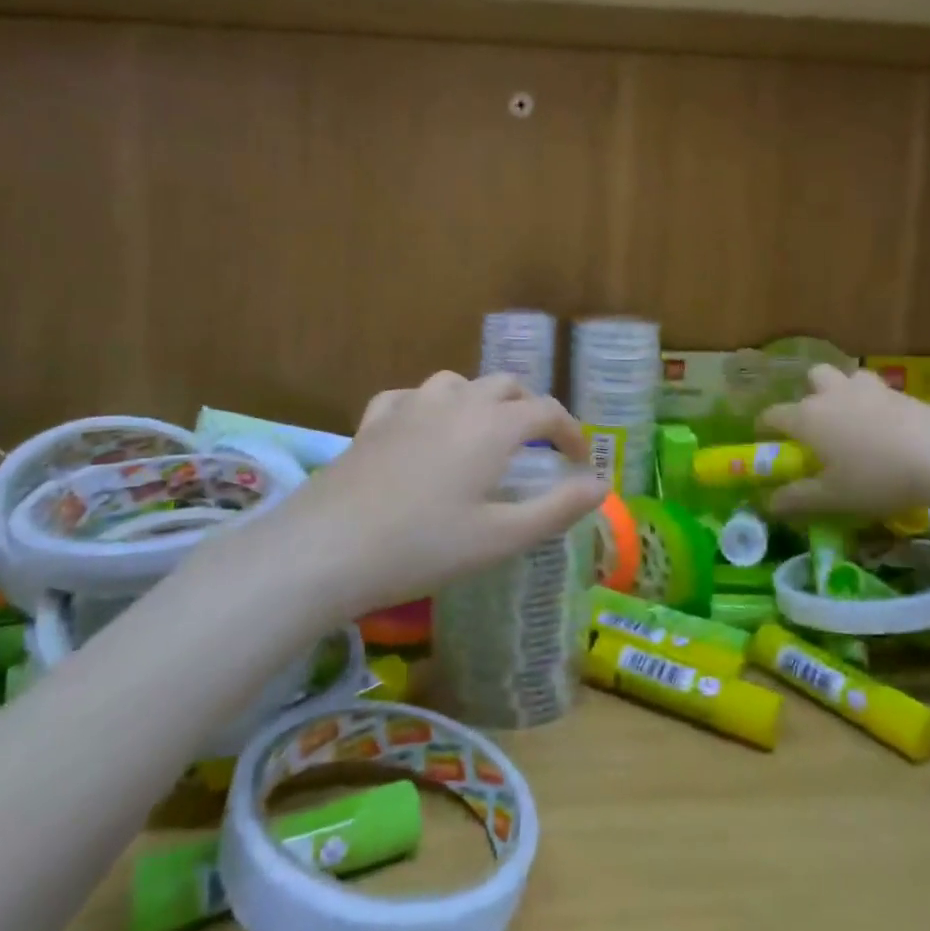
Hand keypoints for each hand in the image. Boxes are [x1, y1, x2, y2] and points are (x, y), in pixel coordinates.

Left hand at [276, 372, 607, 618]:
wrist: (328, 548)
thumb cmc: (424, 546)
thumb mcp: (501, 537)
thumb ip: (557, 508)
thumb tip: (602, 486)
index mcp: (493, 426)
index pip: (546, 412)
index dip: (570, 432)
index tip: (578, 461)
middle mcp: (455, 403)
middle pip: (505, 386)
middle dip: (530, 409)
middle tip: (538, 446)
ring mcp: (409, 406)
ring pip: (457, 383)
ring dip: (481, 400)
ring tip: (484, 433)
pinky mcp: (373, 421)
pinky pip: (409, 397)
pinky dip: (429, 407)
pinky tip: (423, 429)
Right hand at [760, 364, 929, 519]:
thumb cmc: (876, 477)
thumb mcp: (832, 497)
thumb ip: (796, 498)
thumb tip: (767, 503)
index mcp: (806, 417)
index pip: (772, 415)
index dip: (765, 427)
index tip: (766, 440)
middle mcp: (830, 394)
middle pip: (811, 378)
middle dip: (809, 394)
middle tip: (818, 424)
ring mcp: (867, 388)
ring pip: (846, 377)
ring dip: (842, 391)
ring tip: (853, 420)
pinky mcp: (899, 391)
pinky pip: (876, 389)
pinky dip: (873, 402)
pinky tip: (885, 427)